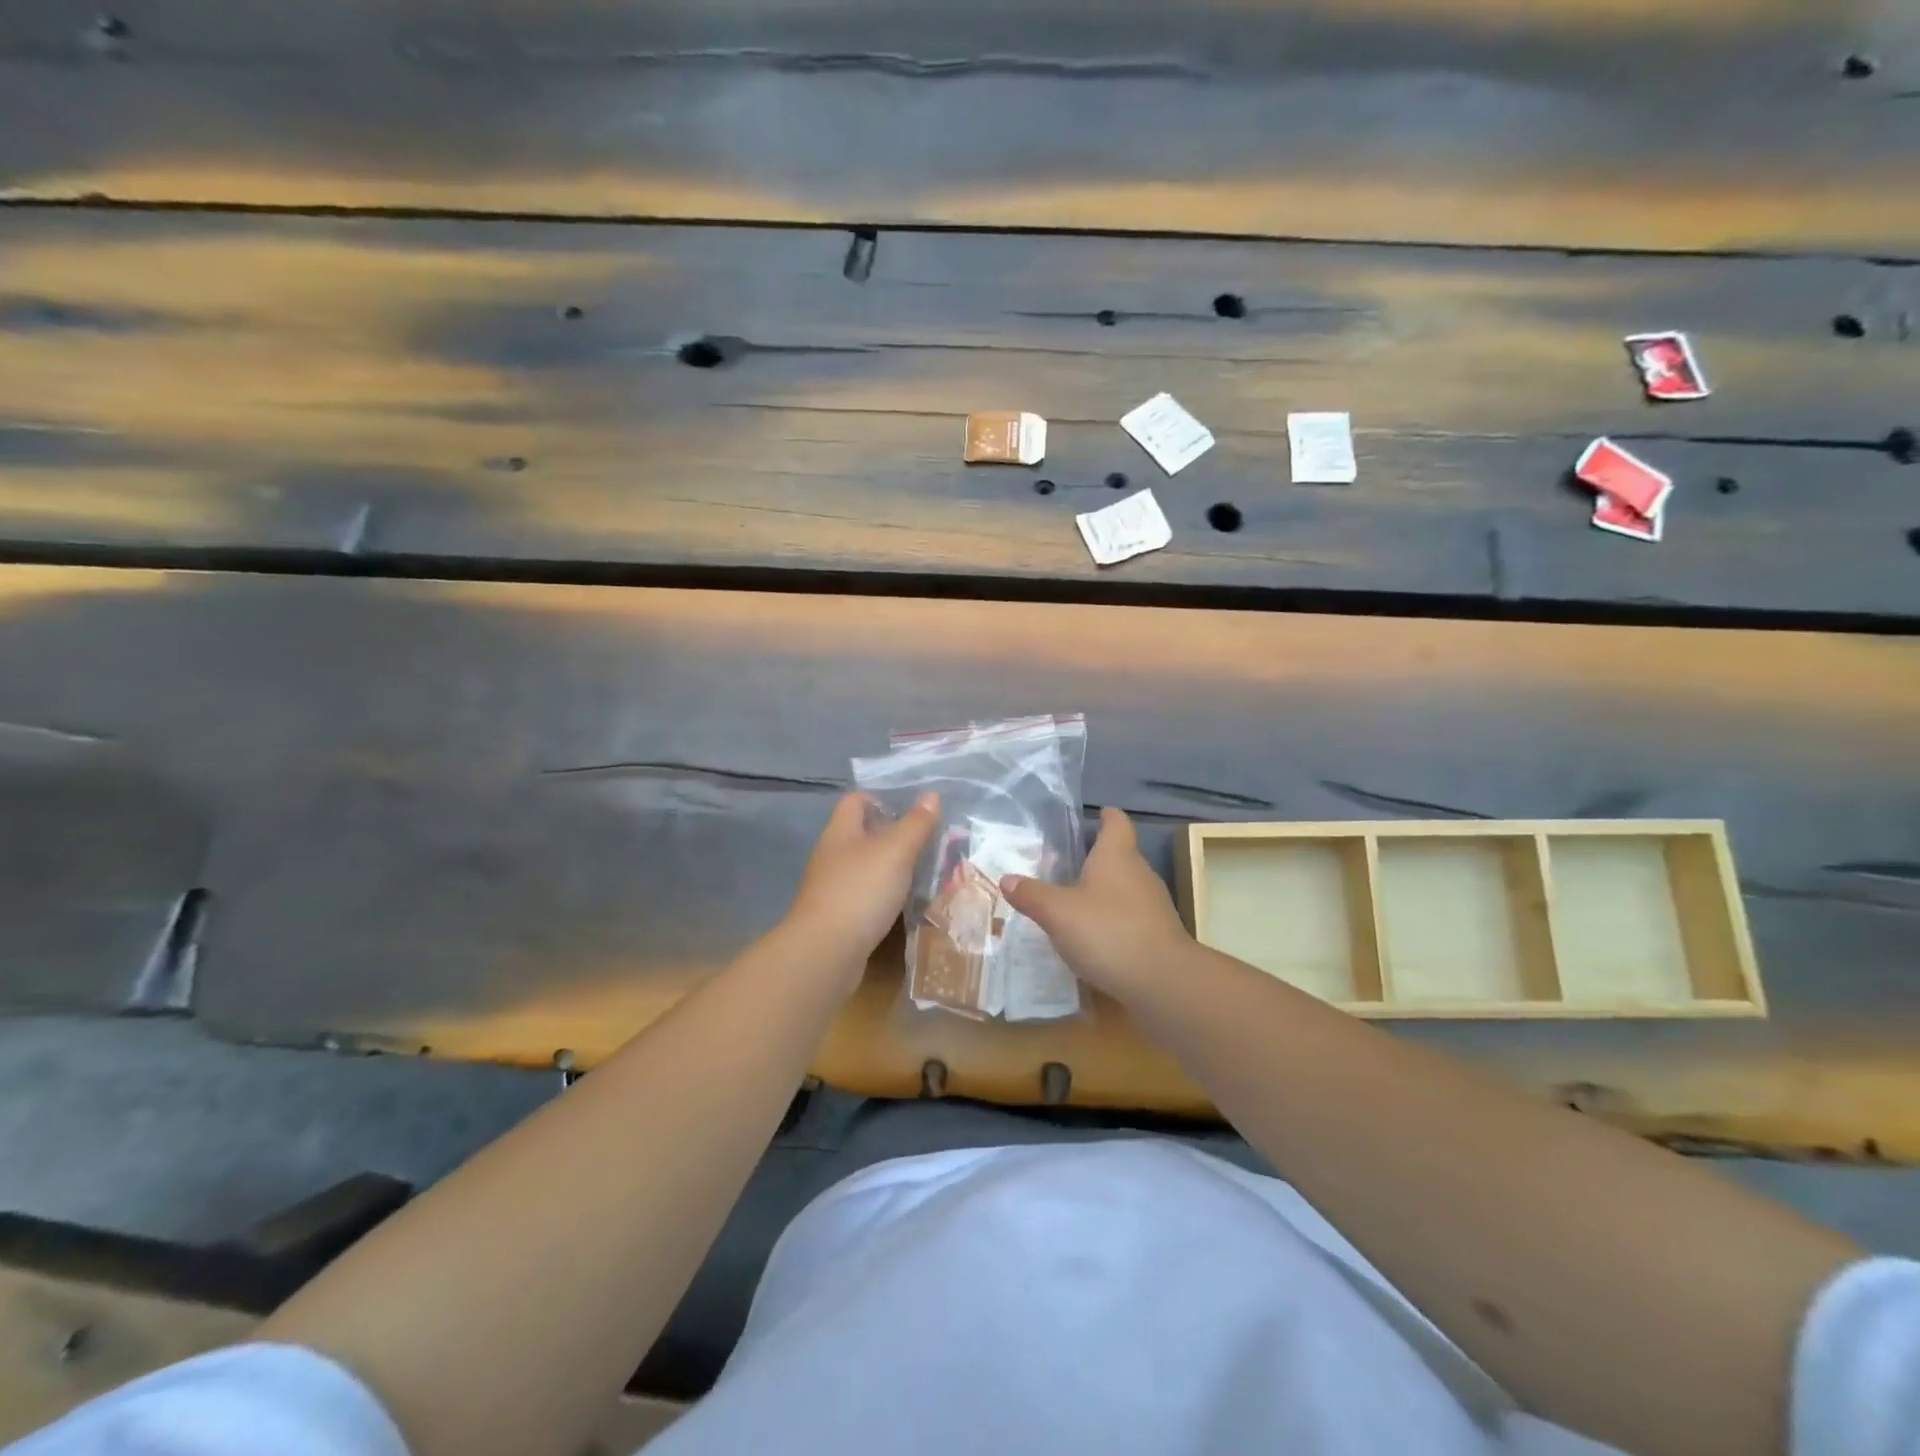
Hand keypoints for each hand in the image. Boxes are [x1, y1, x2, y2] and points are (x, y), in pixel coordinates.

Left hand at [782, 791, 939, 990]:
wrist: (826, 952)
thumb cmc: (861, 890)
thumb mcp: (896, 850)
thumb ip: (915, 824)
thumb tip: (930, 795)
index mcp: (840, 831)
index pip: (856, 800)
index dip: (881, 798)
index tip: (912, 808)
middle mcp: (831, 855)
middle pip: (861, 834)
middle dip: (892, 835)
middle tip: (927, 840)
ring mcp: (831, 888)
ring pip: (864, 867)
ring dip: (890, 868)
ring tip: (923, 871)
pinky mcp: (837, 917)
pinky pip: (864, 896)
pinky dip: (884, 896)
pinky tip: (904, 904)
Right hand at [1000, 807, 1190, 999]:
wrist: (1163, 982)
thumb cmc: (1108, 932)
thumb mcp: (1058, 912)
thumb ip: (1031, 894)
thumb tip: (1007, 878)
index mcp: (1117, 856)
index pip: (1116, 822)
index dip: (1105, 816)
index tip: (1093, 816)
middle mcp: (1139, 873)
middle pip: (1119, 855)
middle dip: (1094, 857)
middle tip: (1063, 864)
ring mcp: (1153, 905)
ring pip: (1124, 887)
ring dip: (1101, 891)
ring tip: (1071, 902)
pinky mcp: (1157, 934)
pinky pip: (1129, 916)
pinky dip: (1111, 919)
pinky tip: (1091, 937)